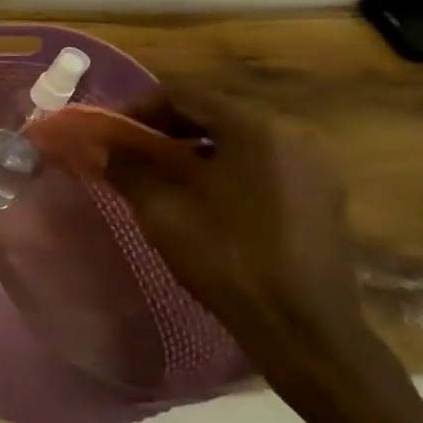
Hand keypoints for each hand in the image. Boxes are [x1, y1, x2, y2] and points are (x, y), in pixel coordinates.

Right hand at [103, 86, 373, 383]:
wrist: (303, 327)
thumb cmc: (227, 257)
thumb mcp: (162, 209)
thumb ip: (127, 167)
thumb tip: (100, 145)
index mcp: (255, 128)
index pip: (184, 95)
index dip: (138, 108)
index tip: (109, 132)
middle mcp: (292, 135)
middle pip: (214, 113)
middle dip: (165, 128)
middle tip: (129, 151)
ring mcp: (313, 166)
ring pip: (238, 139)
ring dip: (194, 148)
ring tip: (160, 174)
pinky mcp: (321, 195)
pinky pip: (261, 163)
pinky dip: (224, 167)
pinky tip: (202, 196)